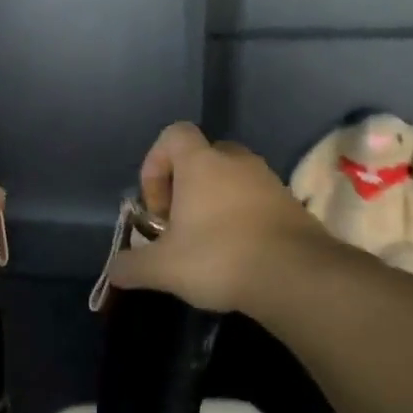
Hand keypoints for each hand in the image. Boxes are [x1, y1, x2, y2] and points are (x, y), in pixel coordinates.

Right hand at [107, 123, 323, 313]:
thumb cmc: (219, 258)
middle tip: (179, 223)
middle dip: (185, 186)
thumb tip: (114, 271)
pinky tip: (237, 254)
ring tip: (206, 243)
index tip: (156, 204)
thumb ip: (131, 266)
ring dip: (214, 203)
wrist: (298, 278)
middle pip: (202, 156)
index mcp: (201, 163)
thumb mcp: (161, 268)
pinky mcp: (292, 205)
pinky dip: (242, 218)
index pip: (173, 135)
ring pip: (231, 179)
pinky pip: (256, 200)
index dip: (155, 164)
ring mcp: (269, 181)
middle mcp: (236, 162)